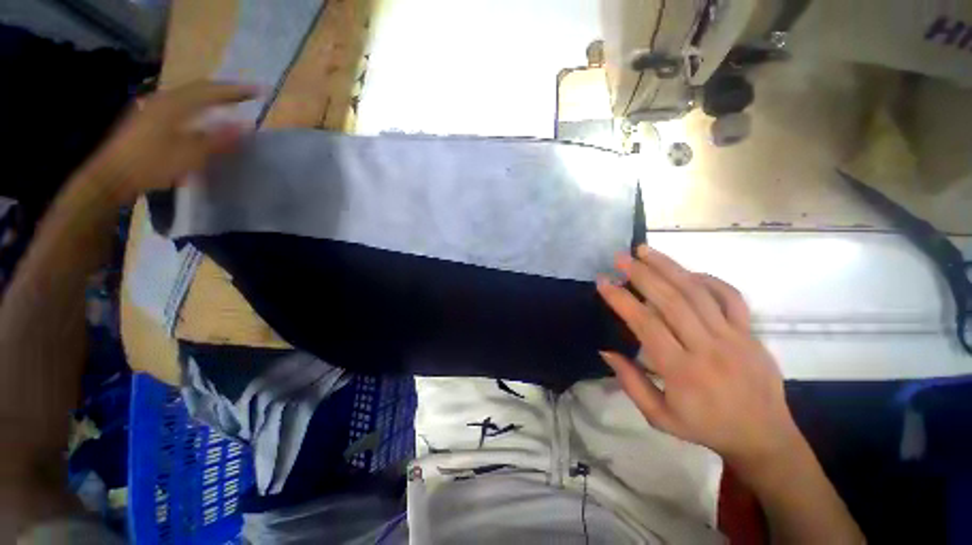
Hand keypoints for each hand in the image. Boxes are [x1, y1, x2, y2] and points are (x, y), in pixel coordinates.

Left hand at [80, 81, 258, 204]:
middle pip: (199, 88)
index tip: (258, 90)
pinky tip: (201, 114)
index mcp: (175, 104)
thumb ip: (218, 139)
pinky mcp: (148, 118)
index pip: (211, 91)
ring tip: (227, 102)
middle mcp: (164, 99)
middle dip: (224, 90)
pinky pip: (180, 104)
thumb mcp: (189, 155)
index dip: (236, 90)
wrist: (112, 175)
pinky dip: (197, 105)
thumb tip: (245, 126)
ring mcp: (154, 107)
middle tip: (245, 95)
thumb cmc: (151, 164)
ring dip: (210, 97)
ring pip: (188, 95)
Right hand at [597, 245, 803, 472]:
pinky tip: (687, 272)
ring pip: (698, 292)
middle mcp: (708, 347)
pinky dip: (708, 279)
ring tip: (645, 250)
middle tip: (620, 257)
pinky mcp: (750, 332)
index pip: (645, 324)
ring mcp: (734, 336)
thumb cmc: (706, 427)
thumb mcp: (659, 417)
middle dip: (642, 274)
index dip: (621, 299)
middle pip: (672, 300)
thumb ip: (630, 382)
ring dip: (669, 266)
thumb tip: (606, 350)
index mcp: (682, 370)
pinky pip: (731, 296)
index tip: (603, 281)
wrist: (764, 436)